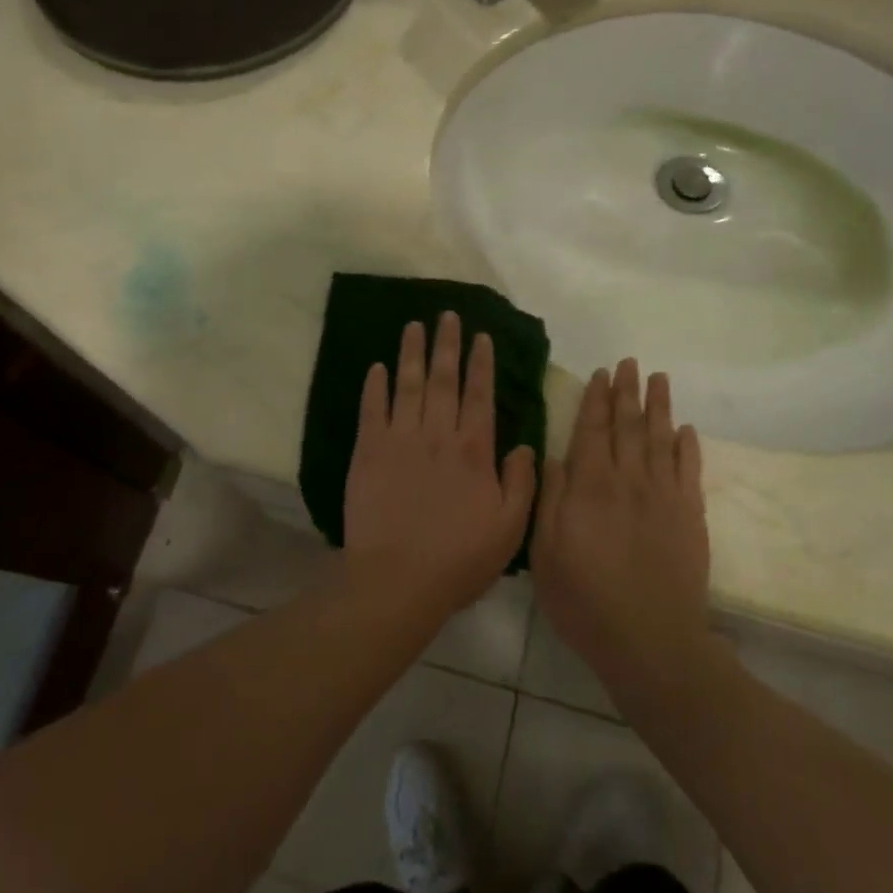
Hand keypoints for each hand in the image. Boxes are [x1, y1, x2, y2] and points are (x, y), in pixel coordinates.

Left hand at [342, 313, 537, 618]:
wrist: (398, 578)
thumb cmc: (459, 558)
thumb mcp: (509, 527)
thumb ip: (521, 482)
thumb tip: (524, 446)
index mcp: (473, 450)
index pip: (480, 395)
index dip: (481, 363)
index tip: (480, 336)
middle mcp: (437, 434)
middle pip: (443, 379)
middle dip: (446, 344)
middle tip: (447, 315)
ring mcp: (400, 439)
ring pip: (408, 385)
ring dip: (411, 353)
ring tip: (414, 325)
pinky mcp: (368, 451)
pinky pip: (372, 409)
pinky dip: (375, 386)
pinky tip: (378, 367)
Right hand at [531, 359, 711, 685]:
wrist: (650, 639)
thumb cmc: (584, 599)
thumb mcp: (546, 551)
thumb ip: (550, 498)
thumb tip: (555, 455)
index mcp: (590, 486)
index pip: (593, 430)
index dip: (596, 400)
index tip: (600, 374)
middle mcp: (629, 480)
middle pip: (629, 426)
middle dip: (627, 392)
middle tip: (629, 363)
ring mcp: (664, 496)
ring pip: (661, 439)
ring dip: (659, 406)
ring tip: (659, 379)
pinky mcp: (691, 516)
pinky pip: (691, 471)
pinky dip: (689, 447)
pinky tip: (687, 430)